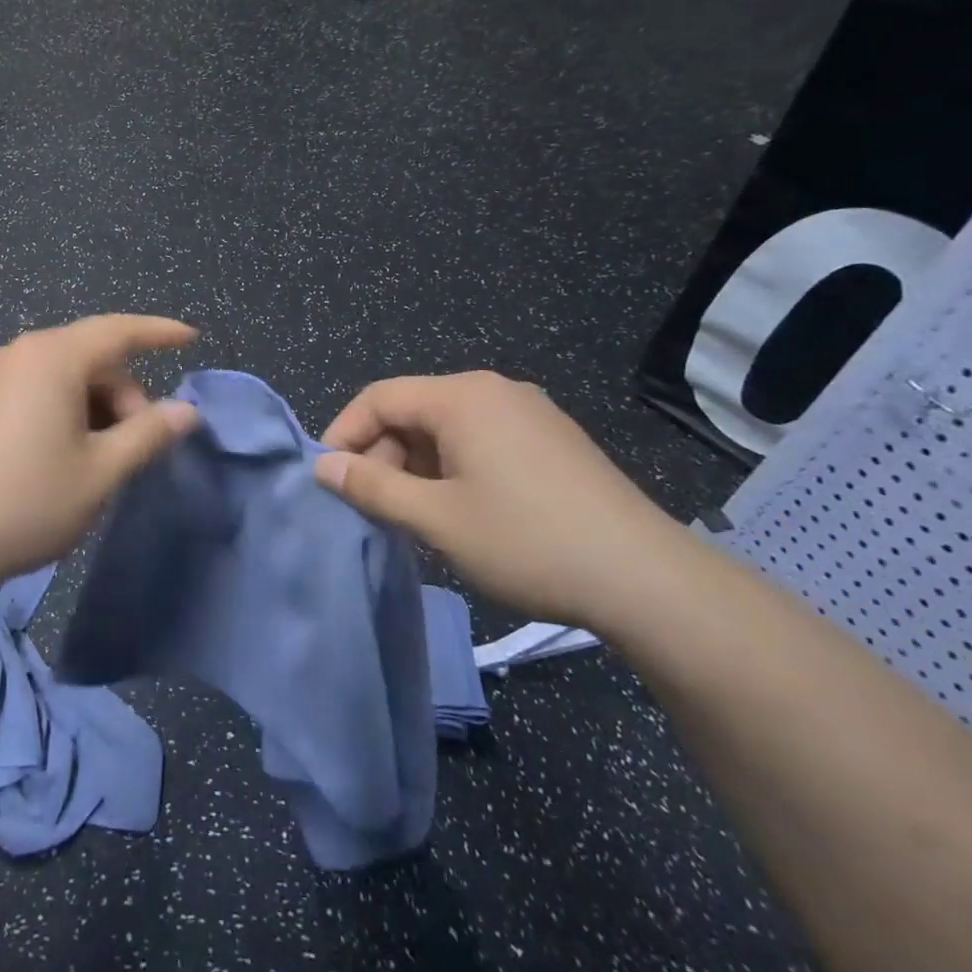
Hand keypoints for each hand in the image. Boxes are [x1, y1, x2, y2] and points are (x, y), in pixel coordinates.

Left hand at [0, 315, 201, 582]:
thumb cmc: (30, 500)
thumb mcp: (102, 470)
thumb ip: (149, 433)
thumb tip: (187, 411)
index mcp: (52, 357)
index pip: (118, 331)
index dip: (159, 333)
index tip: (191, 338)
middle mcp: (19, 353)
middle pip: (92, 357)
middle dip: (124, 393)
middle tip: (138, 445)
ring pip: (64, 375)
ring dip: (95, 405)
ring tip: (103, 456)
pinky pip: (36, 388)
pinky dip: (65, 408)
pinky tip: (68, 450)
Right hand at [314, 372, 695, 628]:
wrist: (647, 580)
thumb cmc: (527, 541)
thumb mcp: (436, 519)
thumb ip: (372, 487)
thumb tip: (324, 467)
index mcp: (462, 397)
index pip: (379, 397)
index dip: (344, 434)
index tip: (328, 479)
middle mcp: (494, 391)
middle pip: (413, 411)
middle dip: (383, 455)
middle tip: (374, 508)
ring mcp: (529, 414)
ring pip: (447, 429)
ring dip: (417, 467)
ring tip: (414, 518)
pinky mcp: (553, 440)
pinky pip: (481, 441)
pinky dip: (453, 469)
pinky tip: (460, 512)